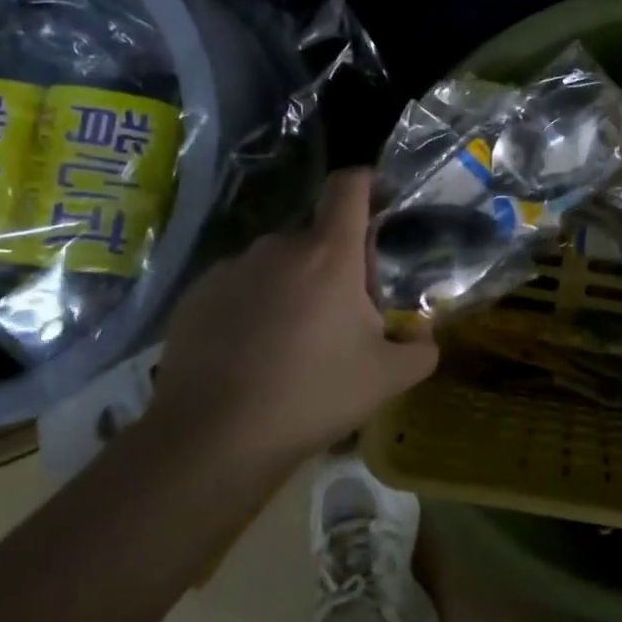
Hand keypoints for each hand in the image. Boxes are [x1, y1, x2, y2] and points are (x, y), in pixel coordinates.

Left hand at [143, 169, 438, 464]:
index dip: (366, 183)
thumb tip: (425, 338)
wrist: (212, 438)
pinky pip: (239, 287)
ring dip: (293, 287)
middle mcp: (278, 248)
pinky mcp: (197, 295)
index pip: (348, 186)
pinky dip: (253, 306)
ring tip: (292, 342)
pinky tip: (250, 354)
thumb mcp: (386, 379)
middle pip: (317, 237)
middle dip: (335, 265)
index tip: (378, 205)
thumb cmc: (311, 396)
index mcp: (329, 255)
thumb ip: (420, 350)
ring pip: (277, 264)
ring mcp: (231, 269)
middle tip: (342, 316)